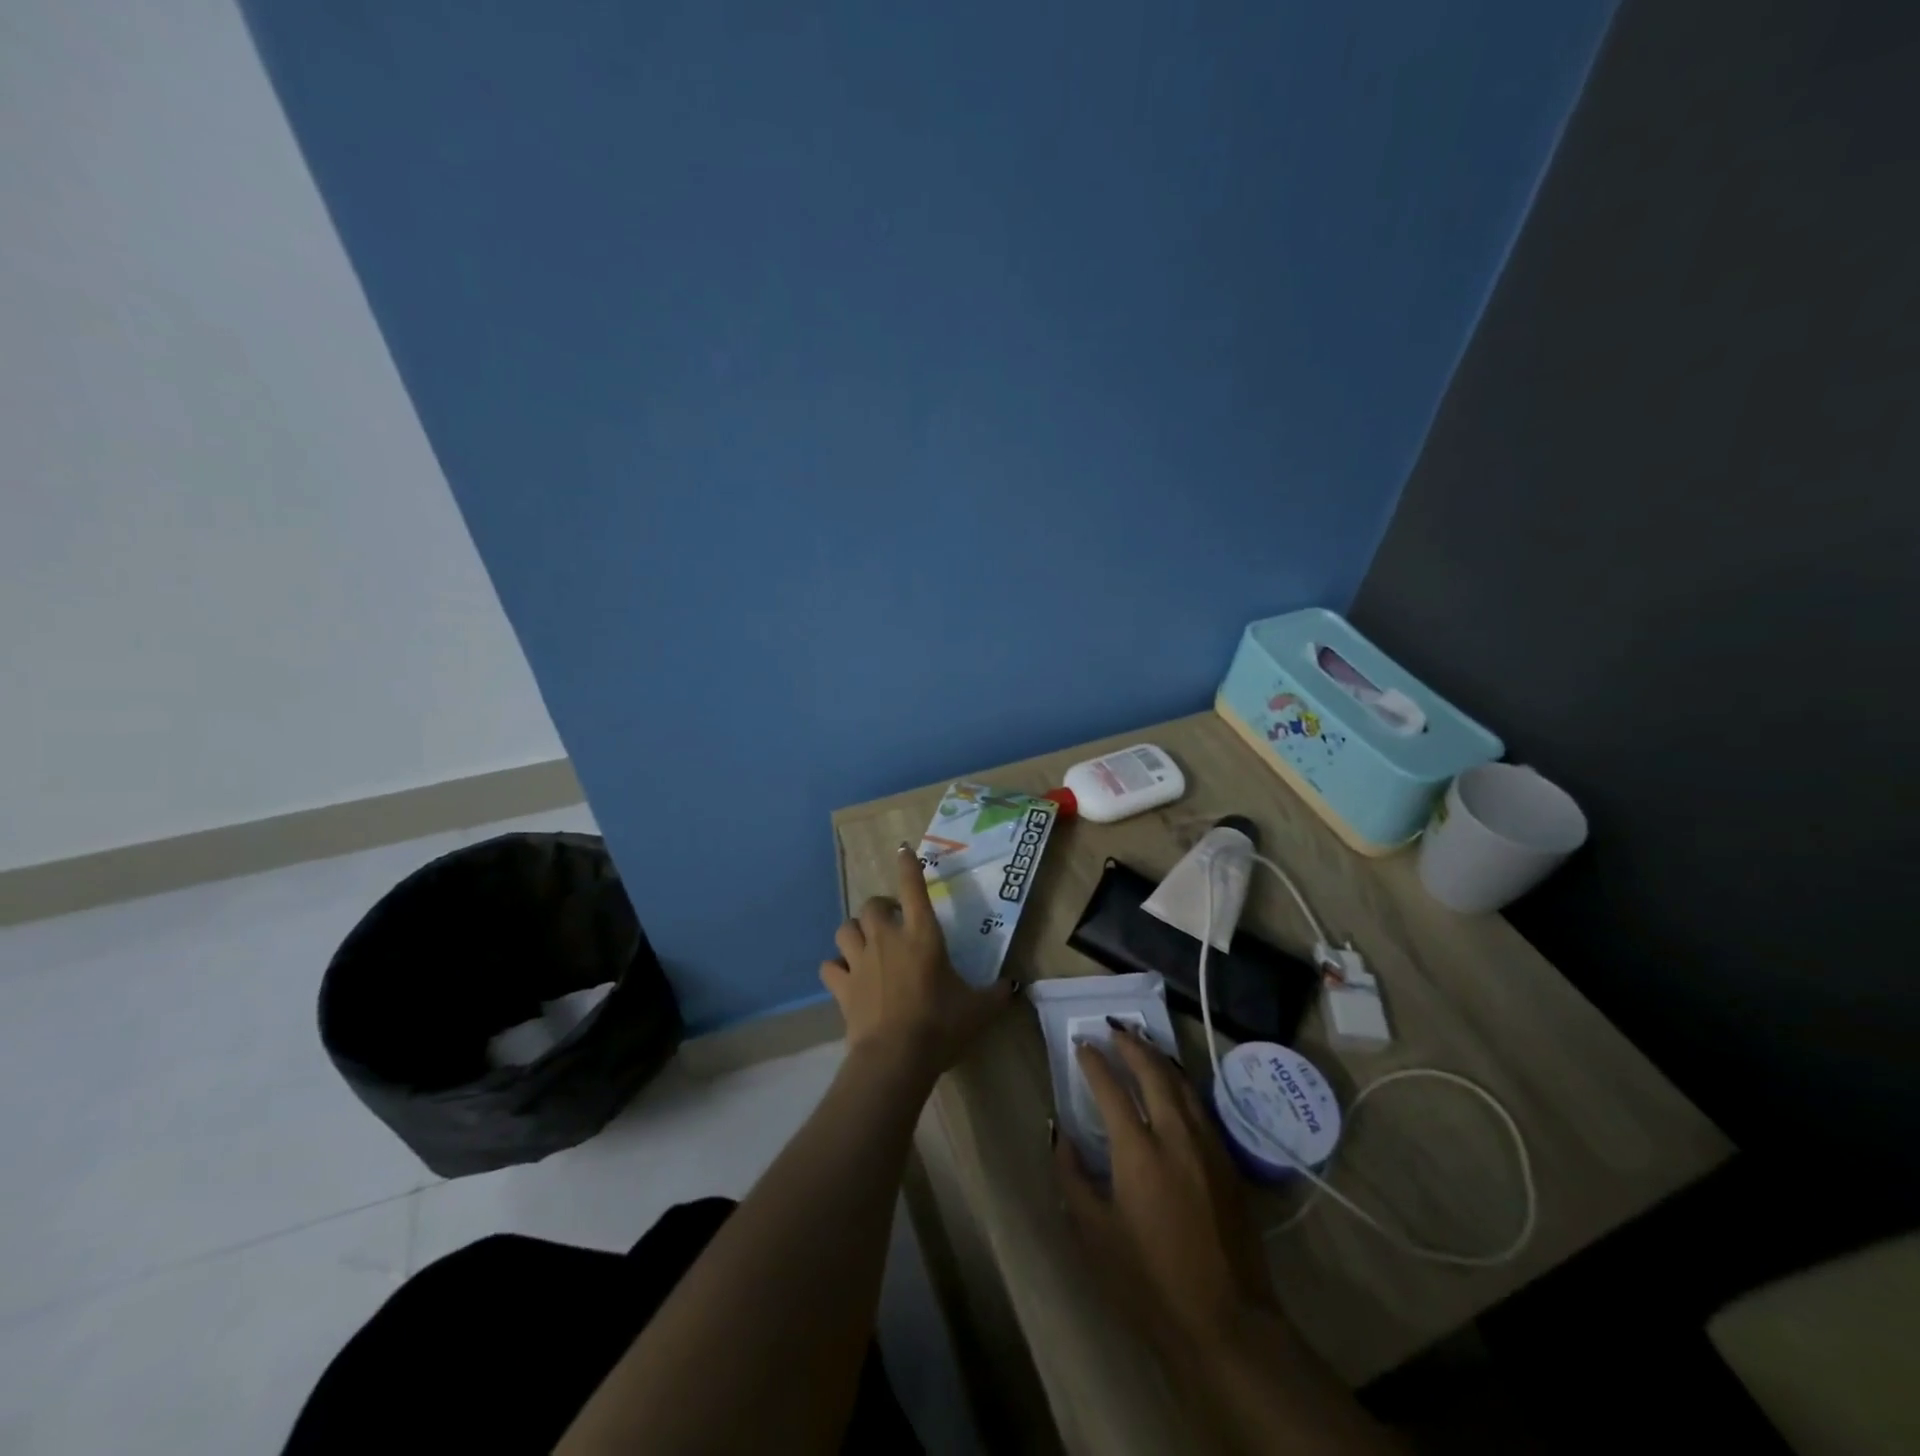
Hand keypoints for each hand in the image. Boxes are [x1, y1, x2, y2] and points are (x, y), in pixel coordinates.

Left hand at [820, 843, 1017, 1083]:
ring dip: (855, 931)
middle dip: (880, 907)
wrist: (895, 1058)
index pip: (913, 888)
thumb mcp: (978, 1010)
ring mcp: (860, 961)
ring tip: (866, 942)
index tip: (903, 850)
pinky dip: (836, 967)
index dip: (908, 866)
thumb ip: (997, 994)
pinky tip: (845, 974)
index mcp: (922, 935)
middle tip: (893, 920)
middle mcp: (887, 939)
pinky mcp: (842, 986)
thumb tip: (1014, 985)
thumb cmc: (940, 1026)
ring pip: (845, 928)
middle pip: (872, 905)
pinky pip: (830, 966)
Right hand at [1055, 1025, 1278, 1351]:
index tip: (1080, 1045)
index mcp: (1138, 1152)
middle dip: (1130, 1045)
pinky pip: (1200, 1104)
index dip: (1093, 1062)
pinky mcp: (1228, 1161)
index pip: (1111, 1088)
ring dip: (1158, 1057)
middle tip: (1112, 1028)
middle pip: (1152, 1072)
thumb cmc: (1149, 1284)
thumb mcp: (1095, 1235)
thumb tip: (1060, 1133)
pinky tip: (1173, 1082)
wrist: (1227, 1324)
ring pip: (1182, 1083)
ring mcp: (1207, 1145)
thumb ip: (1072, 1177)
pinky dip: (1180, 1082)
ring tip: (1141, 1041)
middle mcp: (1175, 1135)